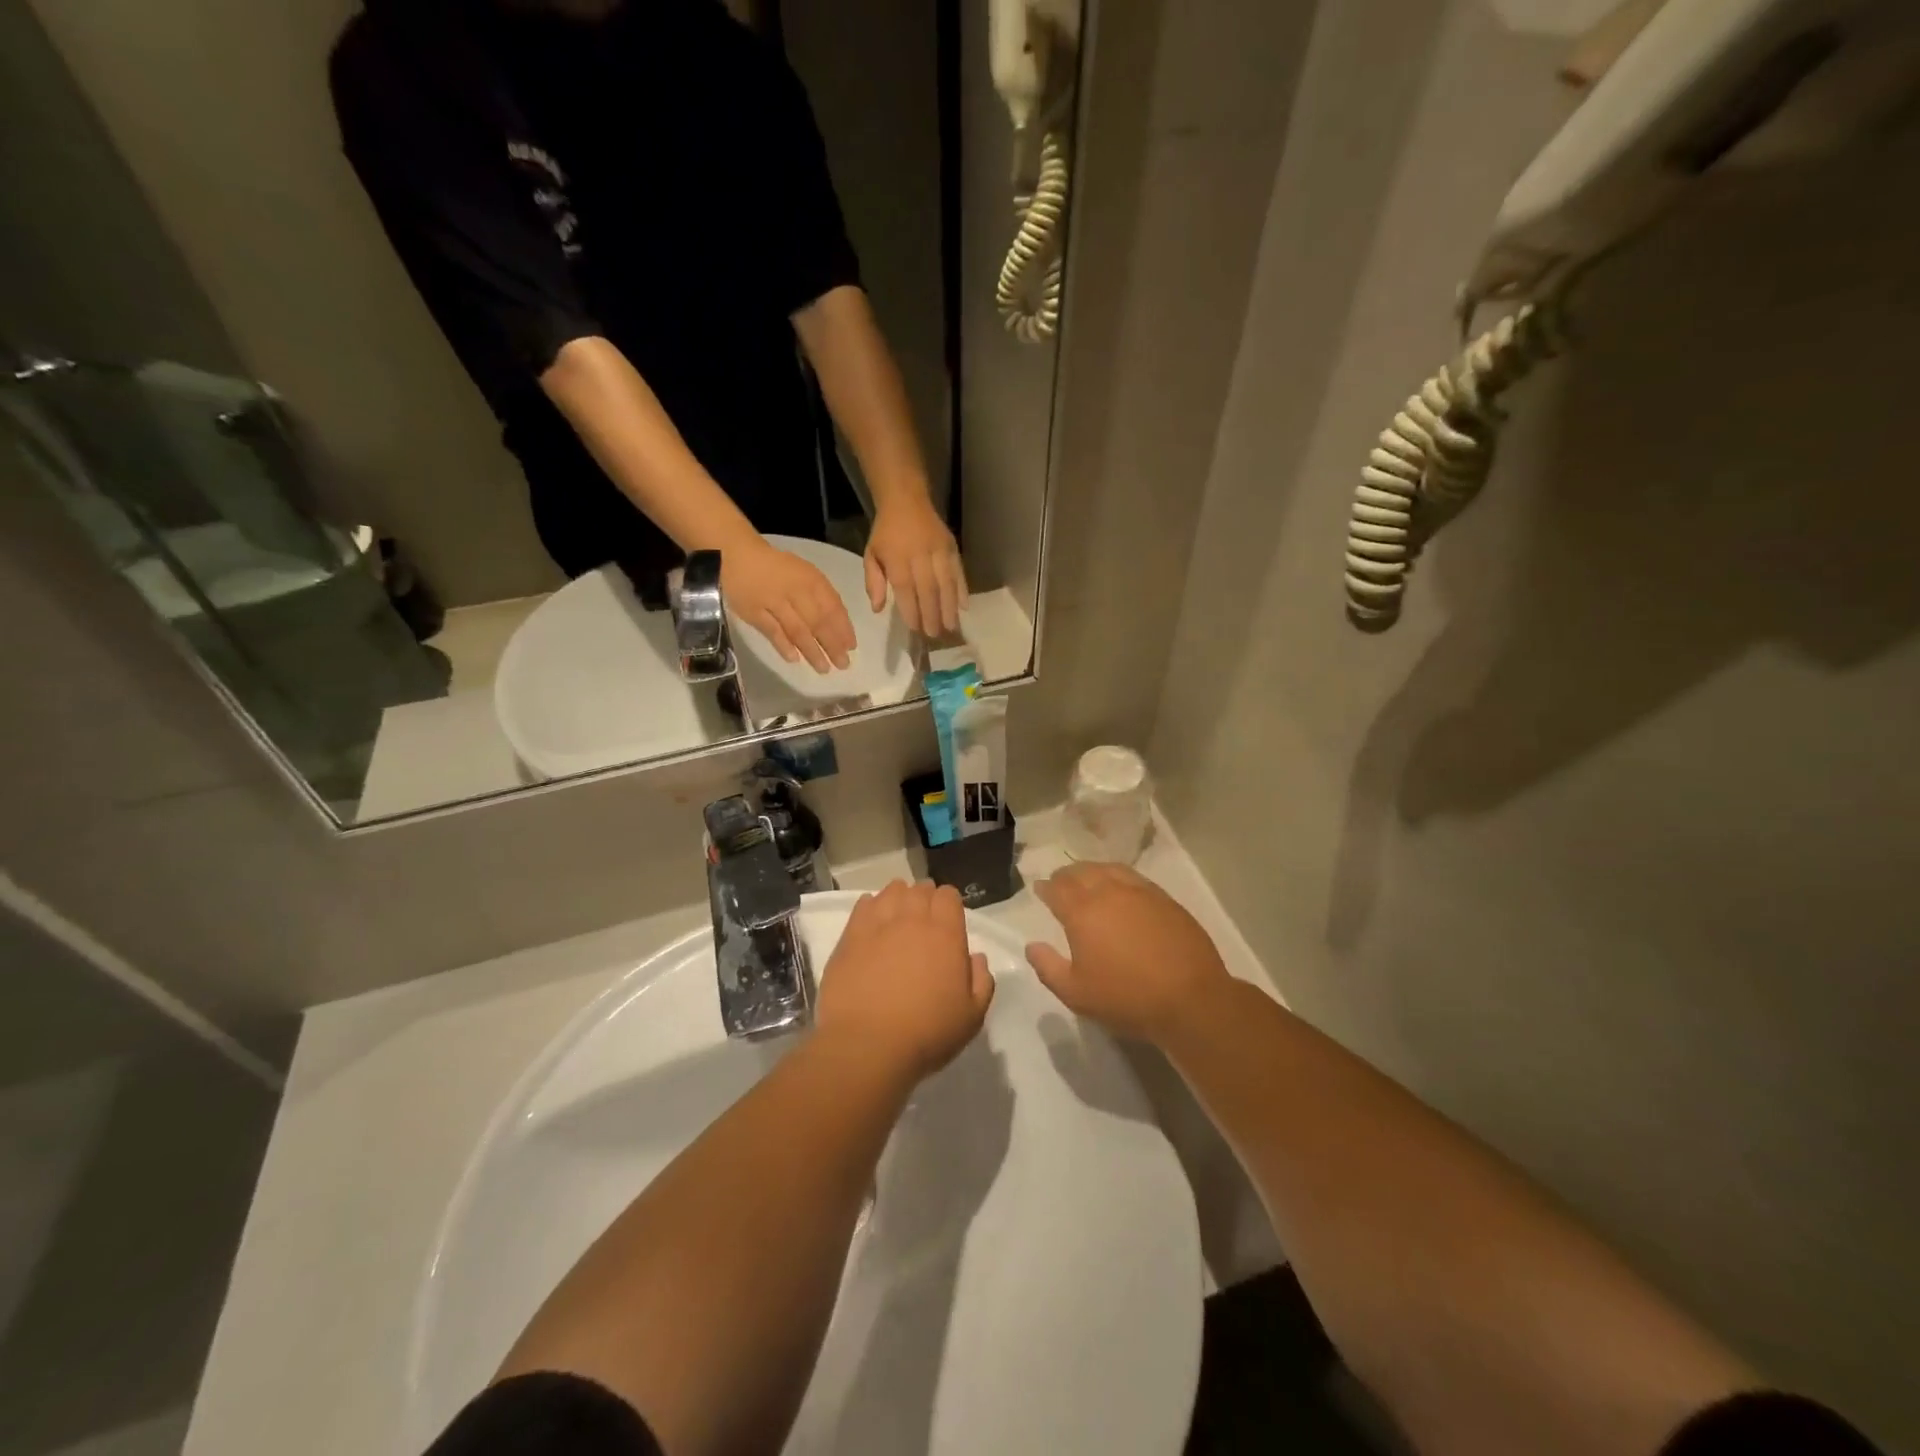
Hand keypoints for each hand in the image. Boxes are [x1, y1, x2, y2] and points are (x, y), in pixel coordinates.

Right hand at [723, 539, 856, 673]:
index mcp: (810, 579)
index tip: (851, 647)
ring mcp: (773, 602)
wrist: (736, 556)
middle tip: (842, 664)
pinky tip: (795, 659)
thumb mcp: (805, 573)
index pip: (832, 607)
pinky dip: (784, 646)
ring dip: (812, 651)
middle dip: (832, 645)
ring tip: (824, 668)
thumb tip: (839, 626)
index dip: (843, 628)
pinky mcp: (753, 612)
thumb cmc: (777, 568)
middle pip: (818, 622)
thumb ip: (822, 596)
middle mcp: (794, 590)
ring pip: (797, 630)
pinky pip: (772, 632)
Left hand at [817, 881, 995, 1083]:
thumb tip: (976, 958)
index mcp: (946, 933)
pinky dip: (871, 907)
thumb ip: (981, 981)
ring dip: (899, 898)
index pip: (949, 895)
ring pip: (891, 891)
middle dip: (925, 899)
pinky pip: (863, 905)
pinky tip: (873, 926)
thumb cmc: (927, 1033)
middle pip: (920, 889)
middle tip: (924, 923)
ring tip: (897, 919)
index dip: (949, 904)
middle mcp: (912, 919)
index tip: (948, 922)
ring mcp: (878, 924)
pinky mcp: (850, 936)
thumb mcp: (972, 1017)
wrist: (867, 1046)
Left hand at [864, 495, 967, 637]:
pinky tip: (964, 606)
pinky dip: (962, 589)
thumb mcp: (871, 554)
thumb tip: (877, 608)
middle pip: (928, 589)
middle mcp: (919, 554)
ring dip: (949, 607)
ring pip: (946, 582)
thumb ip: (873, 582)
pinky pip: (958, 571)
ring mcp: (938, 550)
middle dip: (932, 614)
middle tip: (935, 634)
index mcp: (897, 557)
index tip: (915, 629)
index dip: (911, 610)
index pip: (905, 588)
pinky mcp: (952, 547)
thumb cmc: (886, 532)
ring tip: (951, 626)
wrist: (906, 500)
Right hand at [1025, 864, 1231, 1044]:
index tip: (1040, 889)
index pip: (1057, 889)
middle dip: (1067, 875)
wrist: (1190, 999)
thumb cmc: (1126, 998)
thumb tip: (1032, 945)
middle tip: (1060, 882)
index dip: (1046, 888)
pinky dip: (1119, 877)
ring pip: (1110, 870)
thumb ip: (1047, 967)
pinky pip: (1135, 878)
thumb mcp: (1076, 993)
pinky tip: (1122, 889)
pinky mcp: (1165, 900)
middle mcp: (1109, 892)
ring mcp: (1141, 892)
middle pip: (1082, 872)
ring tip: (1089, 879)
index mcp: (1082, 912)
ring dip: (1093, 871)